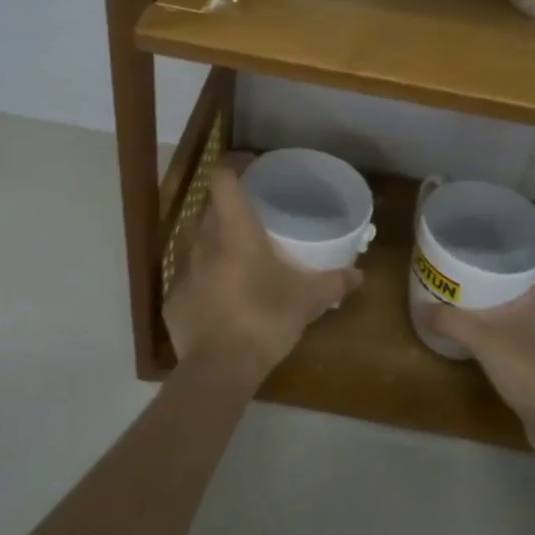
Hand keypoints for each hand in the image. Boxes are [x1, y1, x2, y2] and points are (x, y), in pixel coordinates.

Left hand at [164, 166, 362, 383]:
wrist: (218, 370)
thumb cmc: (264, 319)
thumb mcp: (307, 301)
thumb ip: (333, 282)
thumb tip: (360, 275)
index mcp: (234, 231)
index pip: (222, 179)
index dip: (234, 164)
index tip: (251, 165)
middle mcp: (204, 242)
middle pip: (210, 208)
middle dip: (230, 206)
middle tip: (255, 215)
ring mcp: (184, 272)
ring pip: (198, 242)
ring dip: (217, 242)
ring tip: (240, 255)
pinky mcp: (174, 300)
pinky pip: (191, 278)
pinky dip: (206, 280)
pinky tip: (223, 298)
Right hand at [426, 250, 534, 443]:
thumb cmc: (533, 365)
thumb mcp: (484, 339)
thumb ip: (452, 322)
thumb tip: (422, 308)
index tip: (514, 239)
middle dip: (523, 266)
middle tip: (489, 259)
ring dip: (522, 295)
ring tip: (487, 288)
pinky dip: (522, 320)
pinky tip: (496, 325)